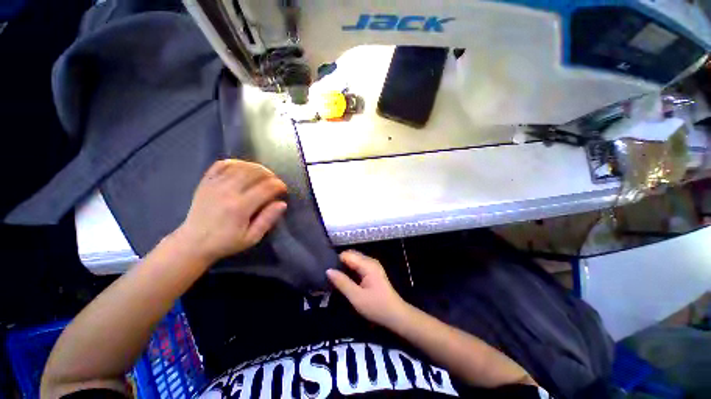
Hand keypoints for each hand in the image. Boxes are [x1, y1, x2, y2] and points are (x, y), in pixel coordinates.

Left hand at [173, 159, 286, 262]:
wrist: (192, 243)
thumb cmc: (226, 242)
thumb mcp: (252, 238)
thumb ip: (268, 219)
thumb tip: (282, 203)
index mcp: (240, 207)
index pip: (266, 187)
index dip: (279, 185)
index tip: (283, 190)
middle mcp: (228, 191)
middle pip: (254, 172)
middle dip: (270, 174)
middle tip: (274, 182)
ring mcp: (214, 184)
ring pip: (240, 166)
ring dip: (256, 167)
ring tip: (263, 175)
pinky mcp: (205, 182)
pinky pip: (222, 164)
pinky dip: (236, 163)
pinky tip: (243, 169)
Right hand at [327, 251, 408, 326]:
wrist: (396, 316)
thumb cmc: (377, 307)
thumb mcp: (356, 297)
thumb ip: (342, 282)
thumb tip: (328, 270)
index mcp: (367, 264)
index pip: (347, 255)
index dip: (336, 261)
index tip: (327, 272)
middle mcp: (370, 261)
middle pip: (350, 256)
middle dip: (339, 264)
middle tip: (329, 277)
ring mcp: (372, 266)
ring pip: (354, 261)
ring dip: (344, 268)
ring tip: (334, 279)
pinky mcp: (372, 272)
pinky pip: (358, 267)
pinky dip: (350, 272)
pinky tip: (344, 281)